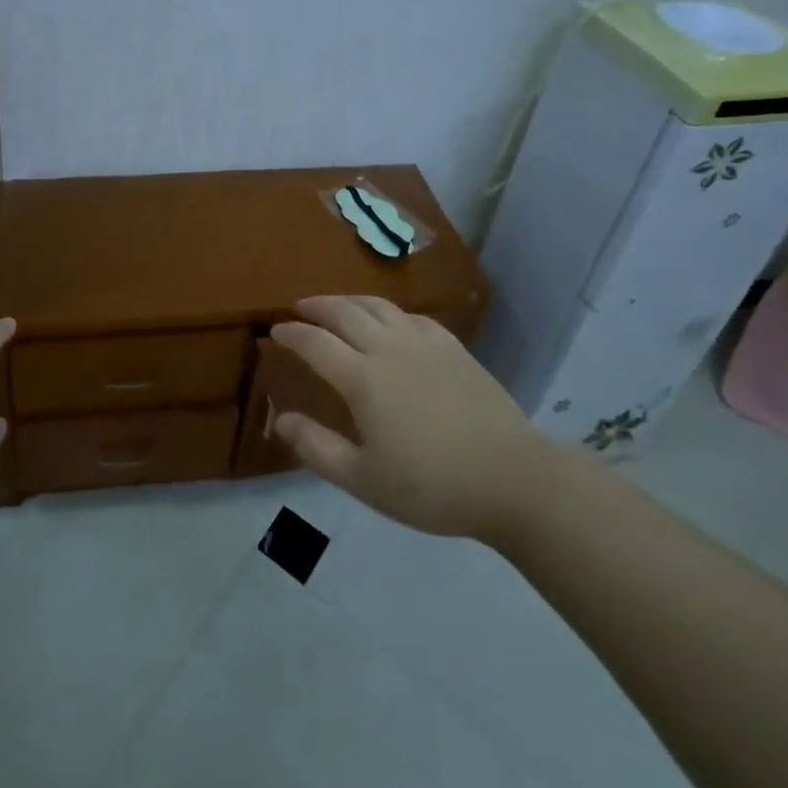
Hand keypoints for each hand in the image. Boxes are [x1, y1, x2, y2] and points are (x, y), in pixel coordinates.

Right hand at [271, 295, 564, 548]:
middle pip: (344, 312)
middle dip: (317, 306)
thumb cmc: (432, 486)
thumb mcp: (364, 480)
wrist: (512, 478)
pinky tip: (392, 323)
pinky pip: (412, 316)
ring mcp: (424, 343)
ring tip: (338, 306)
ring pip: (378, 306)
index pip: (316, 343)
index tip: (275, 330)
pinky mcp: (453, 347)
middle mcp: (388, 348)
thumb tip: (280, 419)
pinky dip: (390, 313)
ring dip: (350, 301)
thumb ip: (317, 448)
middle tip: (301, 308)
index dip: (292, 334)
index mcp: (362, 379)